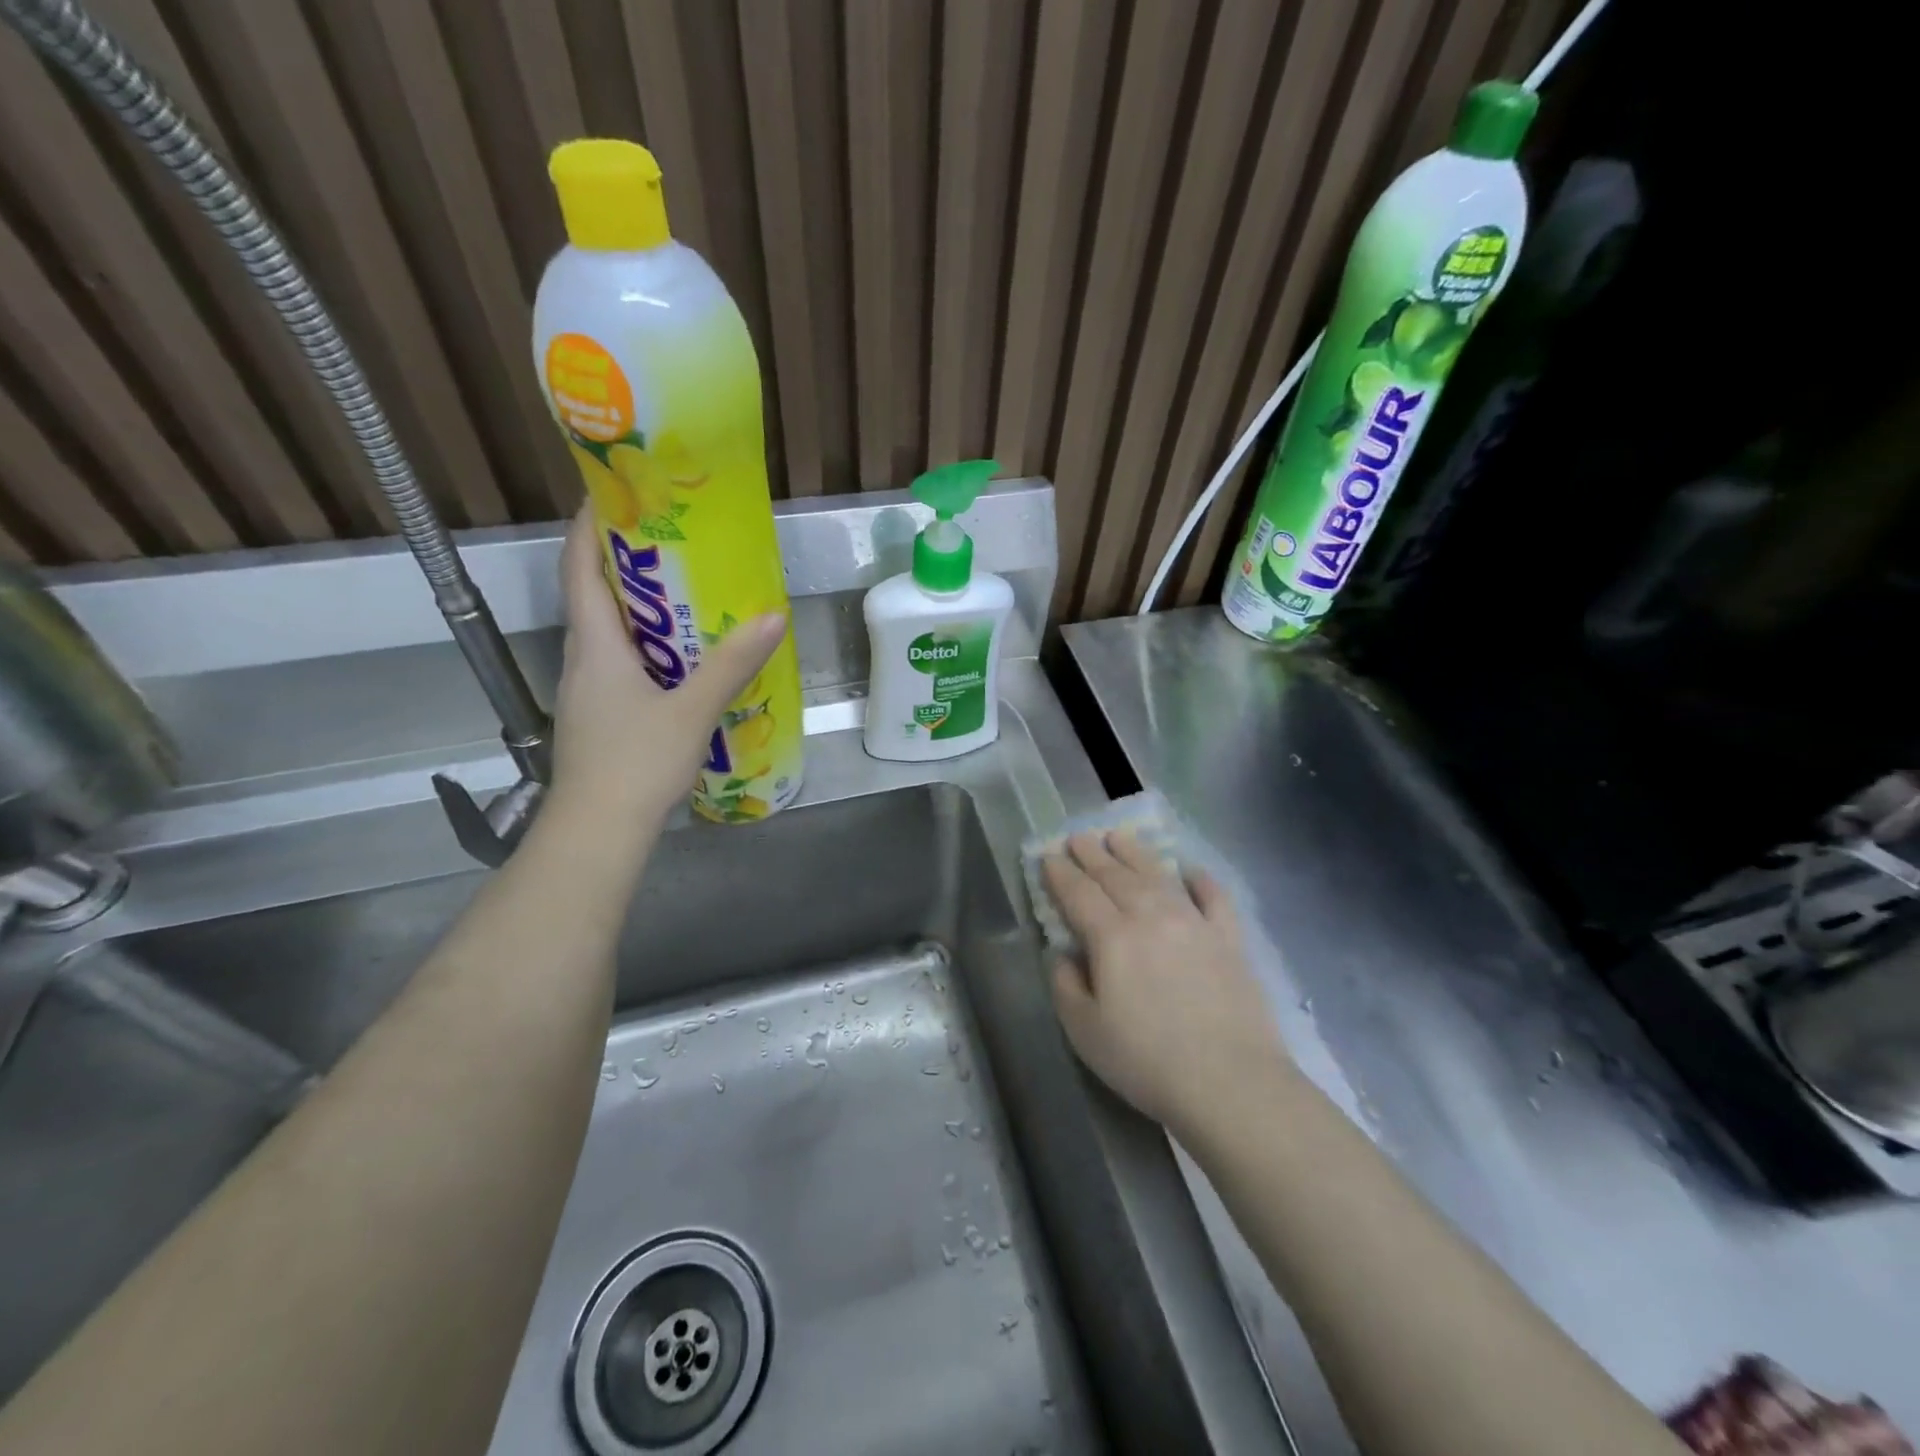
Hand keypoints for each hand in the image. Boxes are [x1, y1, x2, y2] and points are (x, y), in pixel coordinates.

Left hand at [550, 508, 785, 822]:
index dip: (589, 526)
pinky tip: (682, 659)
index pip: (579, 569)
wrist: (598, 830)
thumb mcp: (693, 710)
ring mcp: (588, 690)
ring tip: (686, 593)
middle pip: (594, 595)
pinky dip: (647, 646)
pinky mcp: (600, 715)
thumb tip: (772, 617)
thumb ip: (732, 664)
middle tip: (672, 541)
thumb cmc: (636, 762)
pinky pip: (621, 663)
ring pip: (609, 632)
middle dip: (625, 562)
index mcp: (595, 644)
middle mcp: (583, 659)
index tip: (613, 493)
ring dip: (639, 607)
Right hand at [1042, 830, 1293, 1135]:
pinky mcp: (1229, 939)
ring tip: (1119, 836)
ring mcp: (1194, 923)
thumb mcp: (1085, 1032)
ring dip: (1135, 853)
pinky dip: (1201, 879)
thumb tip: (1063, 954)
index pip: (1078, 893)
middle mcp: (1151, 917)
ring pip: (1158, 876)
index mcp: (1112, 937)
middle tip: (1078, 836)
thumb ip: (1066, 985)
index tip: (1048, 855)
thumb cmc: (1147, 1061)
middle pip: (1115, 876)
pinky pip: (1213, 897)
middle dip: (1092, 854)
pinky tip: (1191, 870)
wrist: (1231, 1083)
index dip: (1060, 873)